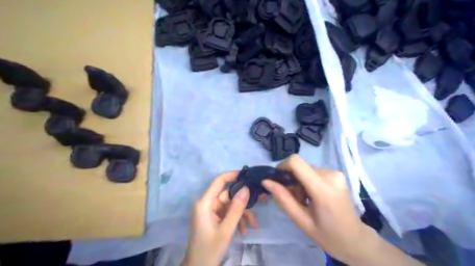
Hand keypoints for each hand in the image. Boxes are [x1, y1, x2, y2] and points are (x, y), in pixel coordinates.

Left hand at [182, 171, 255, 264]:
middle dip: (242, 202)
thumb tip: (246, 188)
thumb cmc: (210, 249)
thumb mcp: (226, 229)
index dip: (232, 175)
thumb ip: (237, 208)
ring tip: (253, 225)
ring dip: (241, 213)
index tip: (247, 175)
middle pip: (227, 195)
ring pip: (229, 205)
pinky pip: (227, 213)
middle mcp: (207, 204)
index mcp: (205, 203)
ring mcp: (210, 211)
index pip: (219, 181)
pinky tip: (244, 230)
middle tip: (260, 202)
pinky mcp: (213, 218)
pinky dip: (236, 219)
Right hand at [262, 155, 367, 264]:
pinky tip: (313, 196)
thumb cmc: (327, 235)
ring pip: (306, 169)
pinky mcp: (337, 173)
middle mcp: (331, 175)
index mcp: (323, 189)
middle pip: (300, 167)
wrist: (355, 239)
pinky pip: (314, 171)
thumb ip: (283, 199)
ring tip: (306, 200)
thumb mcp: (301, 220)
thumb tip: (266, 181)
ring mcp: (336, 173)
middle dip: (292, 180)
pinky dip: (308, 181)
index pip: (296, 162)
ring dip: (300, 182)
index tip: (278, 181)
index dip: (282, 167)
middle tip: (296, 200)